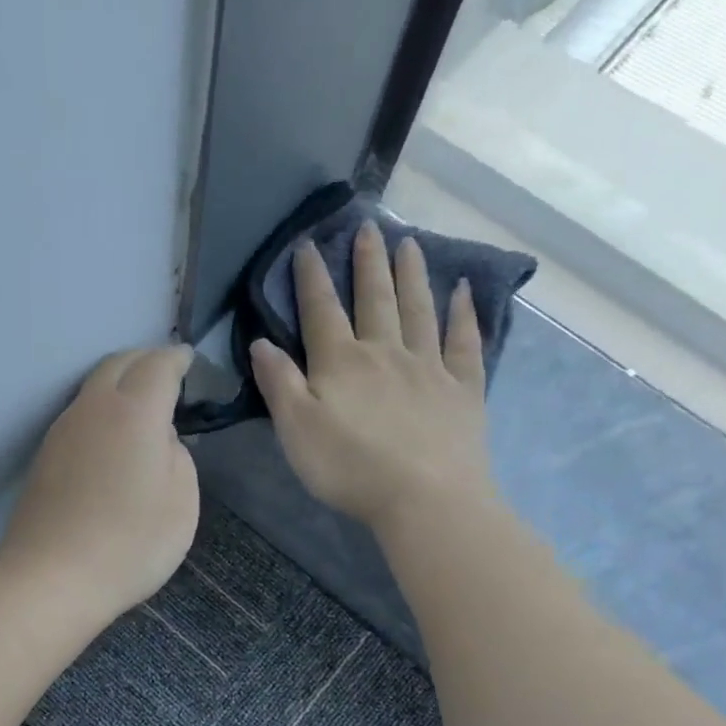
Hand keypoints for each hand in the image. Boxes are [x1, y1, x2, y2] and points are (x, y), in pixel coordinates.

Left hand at [0, 345, 199, 626]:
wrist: (51, 579)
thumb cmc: (130, 544)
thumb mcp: (181, 502)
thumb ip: (178, 456)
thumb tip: (160, 438)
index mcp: (135, 412)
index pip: (159, 365)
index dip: (178, 358)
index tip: (190, 360)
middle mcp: (93, 408)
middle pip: (119, 363)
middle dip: (146, 359)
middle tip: (167, 373)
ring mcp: (62, 430)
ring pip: (94, 386)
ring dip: (120, 382)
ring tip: (141, 402)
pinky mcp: (44, 455)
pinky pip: (79, 413)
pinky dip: (102, 408)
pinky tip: (112, 435)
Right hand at [251, 221, 494, 534]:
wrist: (425, 498)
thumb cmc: (351, 468)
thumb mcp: (296, 430)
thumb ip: (279, 384)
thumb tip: (260, 341)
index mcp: (341, 363)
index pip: (322, 311)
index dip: (312, 278)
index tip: (308, 245)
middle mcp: (385, 353)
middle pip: (375, 299)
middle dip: (368, 263)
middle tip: (368, 227)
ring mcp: (429, 368)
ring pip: (419, 310)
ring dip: (412, 275)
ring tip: (410, 243)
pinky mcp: (463, 389)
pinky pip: (464, 342)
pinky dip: (464, 314)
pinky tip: (463, 292)